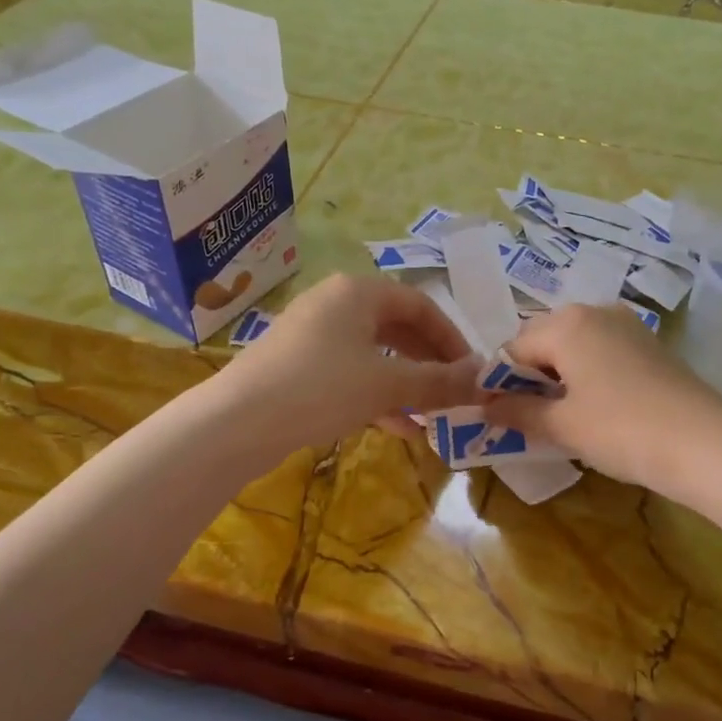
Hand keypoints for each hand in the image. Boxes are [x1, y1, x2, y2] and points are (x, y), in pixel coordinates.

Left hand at [215, 274, 481, 451]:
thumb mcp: (388, 384)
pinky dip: (377, 396)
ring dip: (407, 383)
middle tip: (454, 392)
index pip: (420, 304)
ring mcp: (312, 335)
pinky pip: (350, 374)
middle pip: (397, 328)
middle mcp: (335, 304)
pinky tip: (399, 428)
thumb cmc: (320, 387)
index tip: (471, 370)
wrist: (236, 423)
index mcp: (358, 292)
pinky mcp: (297, 366)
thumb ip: (440, 382)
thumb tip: (486, 379)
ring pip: (374, 354)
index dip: (451, 337)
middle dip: (429, 363)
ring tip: (432, 415)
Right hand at [484, 304, 721, 495]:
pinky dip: (589, 375)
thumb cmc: (620, 429)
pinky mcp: (651, 344)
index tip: (500, 418)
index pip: (513, 349)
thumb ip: (517, 412)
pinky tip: (598, 409)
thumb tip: (484, 408)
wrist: (704, 444)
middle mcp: (595, 311)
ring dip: (561, 378)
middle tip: (532, 420)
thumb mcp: (561, 425)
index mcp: (566, 323)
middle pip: (544, 341)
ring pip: (575, 346)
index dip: (501, 384)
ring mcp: (627, 325)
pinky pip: (603, 352)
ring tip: (565, 418)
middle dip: (531, 378)